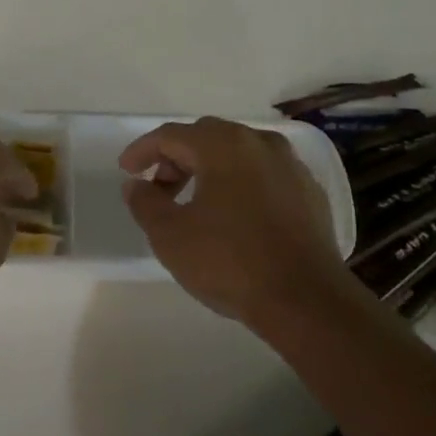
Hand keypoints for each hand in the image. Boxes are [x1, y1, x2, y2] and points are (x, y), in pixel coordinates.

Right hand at [120, 117, 347, 324]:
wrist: (306, 300)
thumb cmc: (230, 262)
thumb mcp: (170, 236)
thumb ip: (145, 203)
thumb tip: (136, 185)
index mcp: (222, 145)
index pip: (171, 135)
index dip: (142, 150)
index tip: (127, 171)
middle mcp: (258, 142)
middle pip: (206, 137)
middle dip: (177, 158)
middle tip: (159, 187)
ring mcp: (289, 165)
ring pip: (238, 153)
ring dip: (210, 169)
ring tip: (195, 202)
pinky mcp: (309, 191)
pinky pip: (264, 174)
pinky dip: (241, 183)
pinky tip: (235, 214)